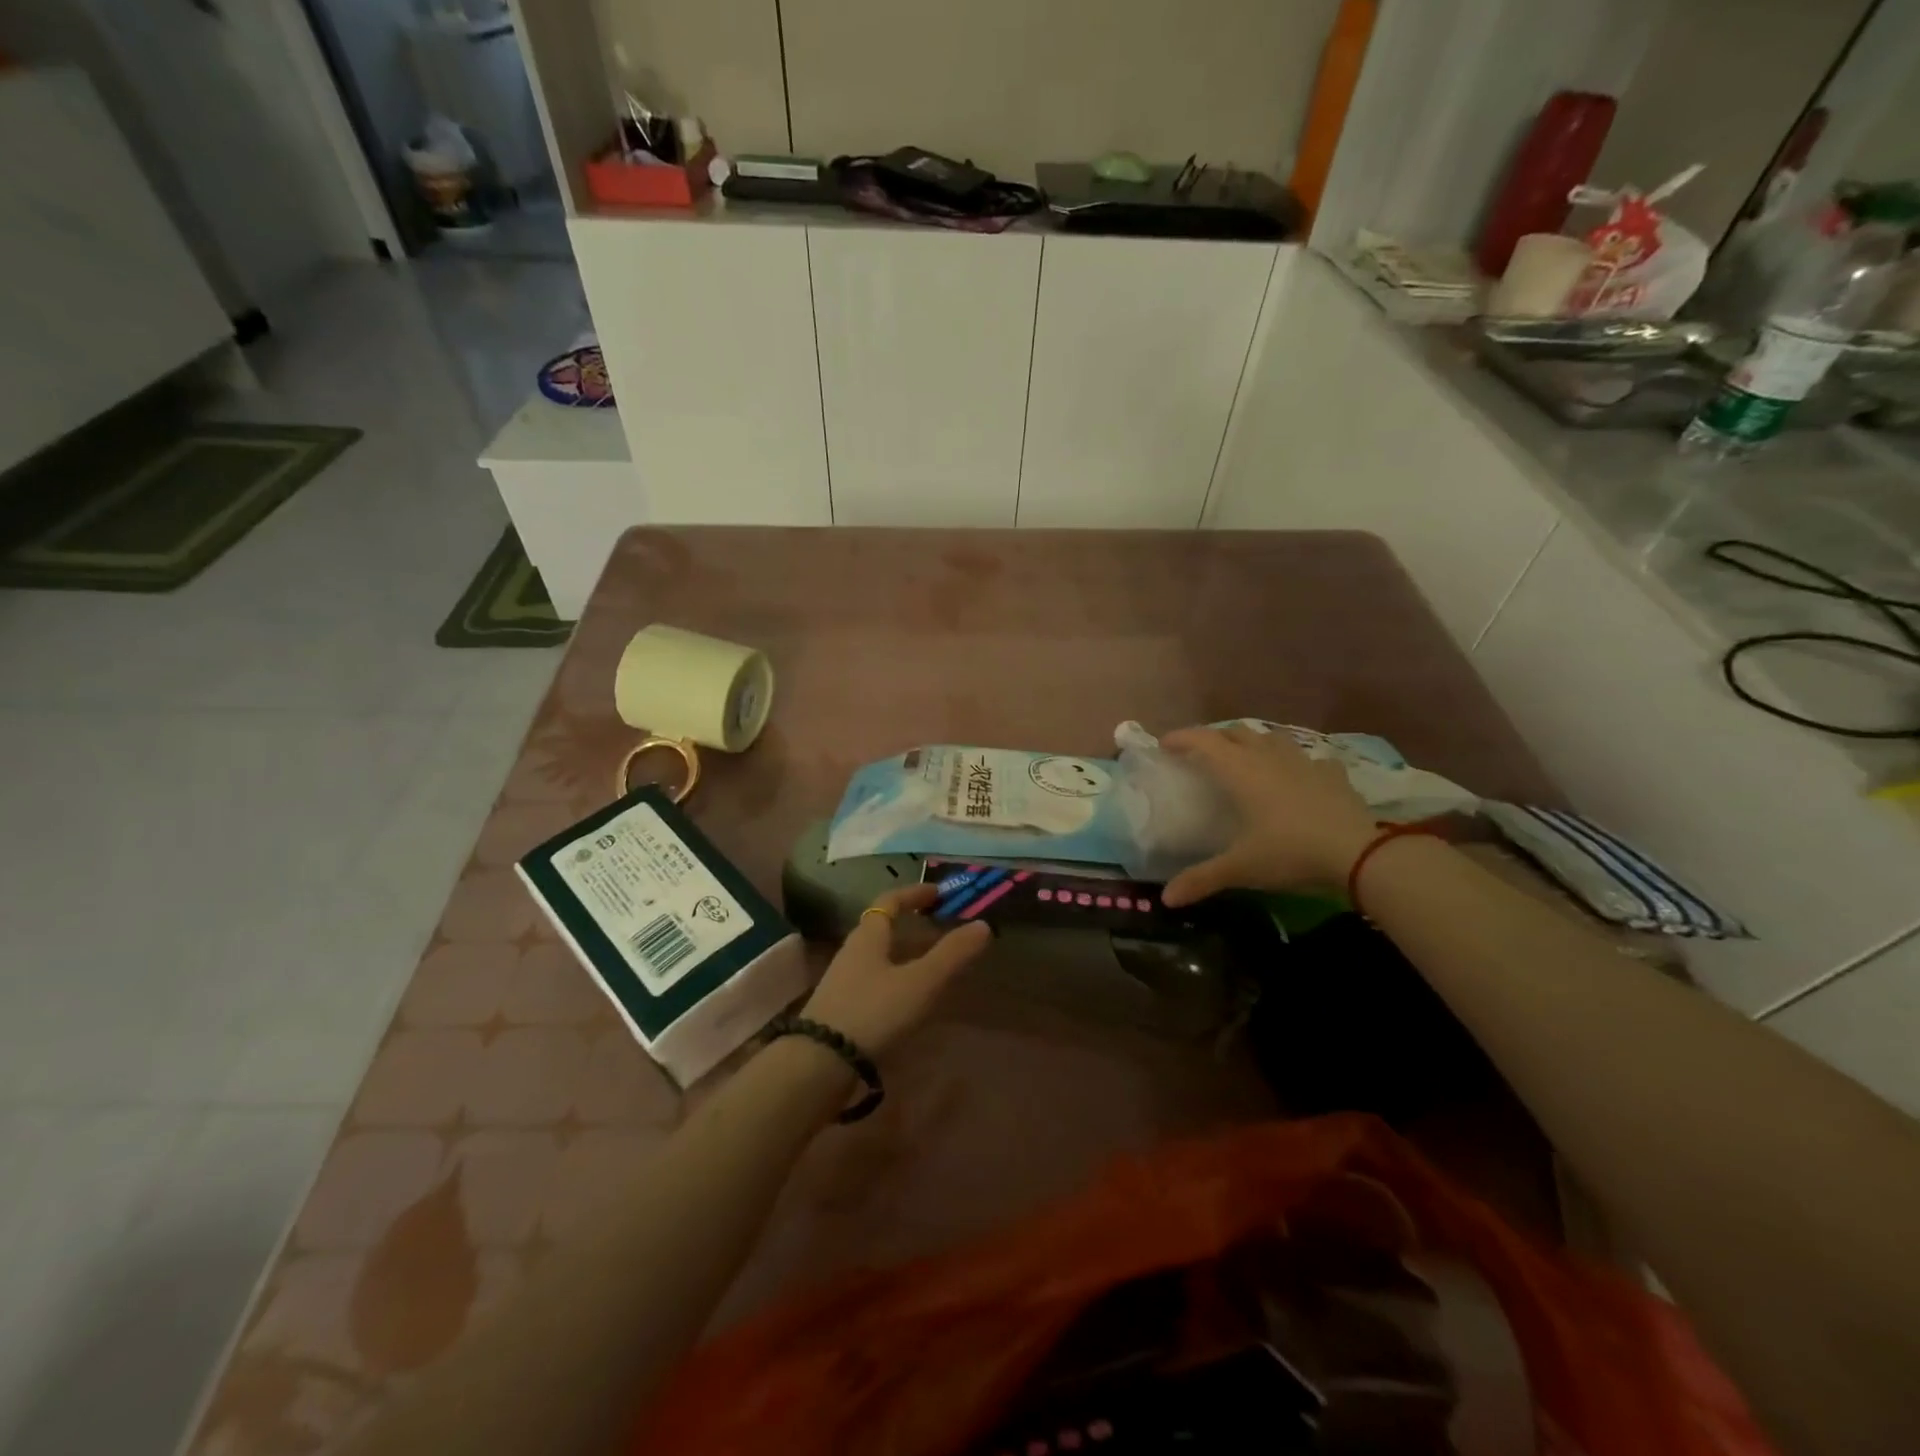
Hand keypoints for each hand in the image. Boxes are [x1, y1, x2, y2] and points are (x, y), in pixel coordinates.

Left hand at [800, 885, 991, 1055]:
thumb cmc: (873, 1011)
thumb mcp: (920, 982)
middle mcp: (852, 952)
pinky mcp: (841, 1009)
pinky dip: (896, 980)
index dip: (913, 893)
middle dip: (911, 925)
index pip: (889, 901)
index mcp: (868, 936)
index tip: (937, 892)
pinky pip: (874, 982)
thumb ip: (952, 954)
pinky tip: (910, 999)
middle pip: (882, 929)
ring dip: (904, 954)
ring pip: (878, 957)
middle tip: (940, 928)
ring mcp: (843, 982)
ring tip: (931, 964)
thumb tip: (983, 925)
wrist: (820, 1063)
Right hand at [1159, 725, 1378, 905]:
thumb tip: (1165, 900)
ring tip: (1245, 760)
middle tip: (1200, 755)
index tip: (1163, 745)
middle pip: (1235, 733)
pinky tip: (1296, 777)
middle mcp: (1268, 757)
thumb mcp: (1241, 868)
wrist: (1359, 854)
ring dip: (1252, 743)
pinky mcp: (1331, 773)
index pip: (1203, 741)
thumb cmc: (1290, 853)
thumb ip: (1201, 879)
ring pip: (1270, 738)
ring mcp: (1303, 761)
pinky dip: (1294, 762)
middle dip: (1214, 738)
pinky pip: (1307, 758)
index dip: (1181, 738)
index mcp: (1240, 771)